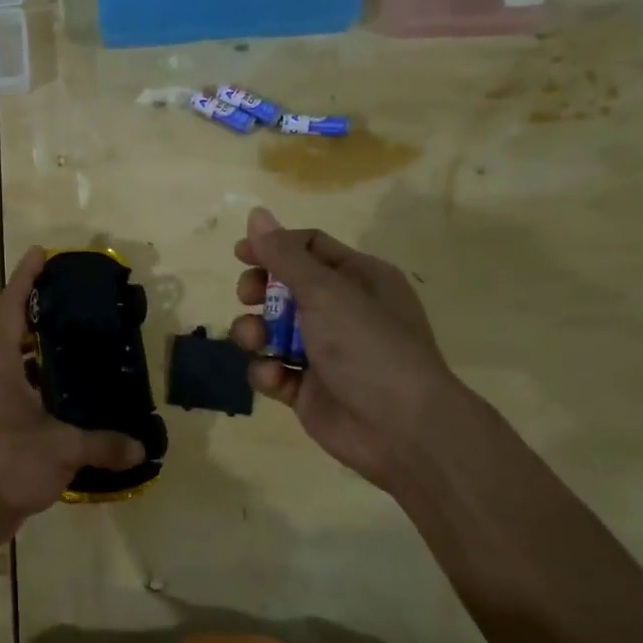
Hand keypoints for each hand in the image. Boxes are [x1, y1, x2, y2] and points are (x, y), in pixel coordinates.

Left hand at [0, 247, 144, 541]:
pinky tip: (81, 396)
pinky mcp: (4, 427)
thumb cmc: (5, 462)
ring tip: (87, 341)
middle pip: (18, 330)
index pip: (11, 308)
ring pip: (25, 364)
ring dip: (48, 351)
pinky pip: (31, 393)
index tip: (41, 252)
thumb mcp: (60, 448)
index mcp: (0, 365)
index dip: (24, 277)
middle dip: (43, 310)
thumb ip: (102, 443)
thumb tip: (141, 447)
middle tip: (79, 298)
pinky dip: (52, 386)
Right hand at [230, 207, 469, 491]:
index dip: (273, 247)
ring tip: (255, 341)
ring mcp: (324, 351)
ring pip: (272, 330)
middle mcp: (342, 310)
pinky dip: (268, 371)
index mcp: (358, 278)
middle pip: (285, 287)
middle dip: (259, 291)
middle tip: (247, 296)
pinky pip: (274, 369)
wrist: (402, 429)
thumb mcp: (326, 292)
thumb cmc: (368, 346)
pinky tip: (275, 377)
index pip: (309, 247)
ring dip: (255, 332)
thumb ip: (284, 255)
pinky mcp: (308, 388)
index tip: (241, 254)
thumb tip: (256, 213)